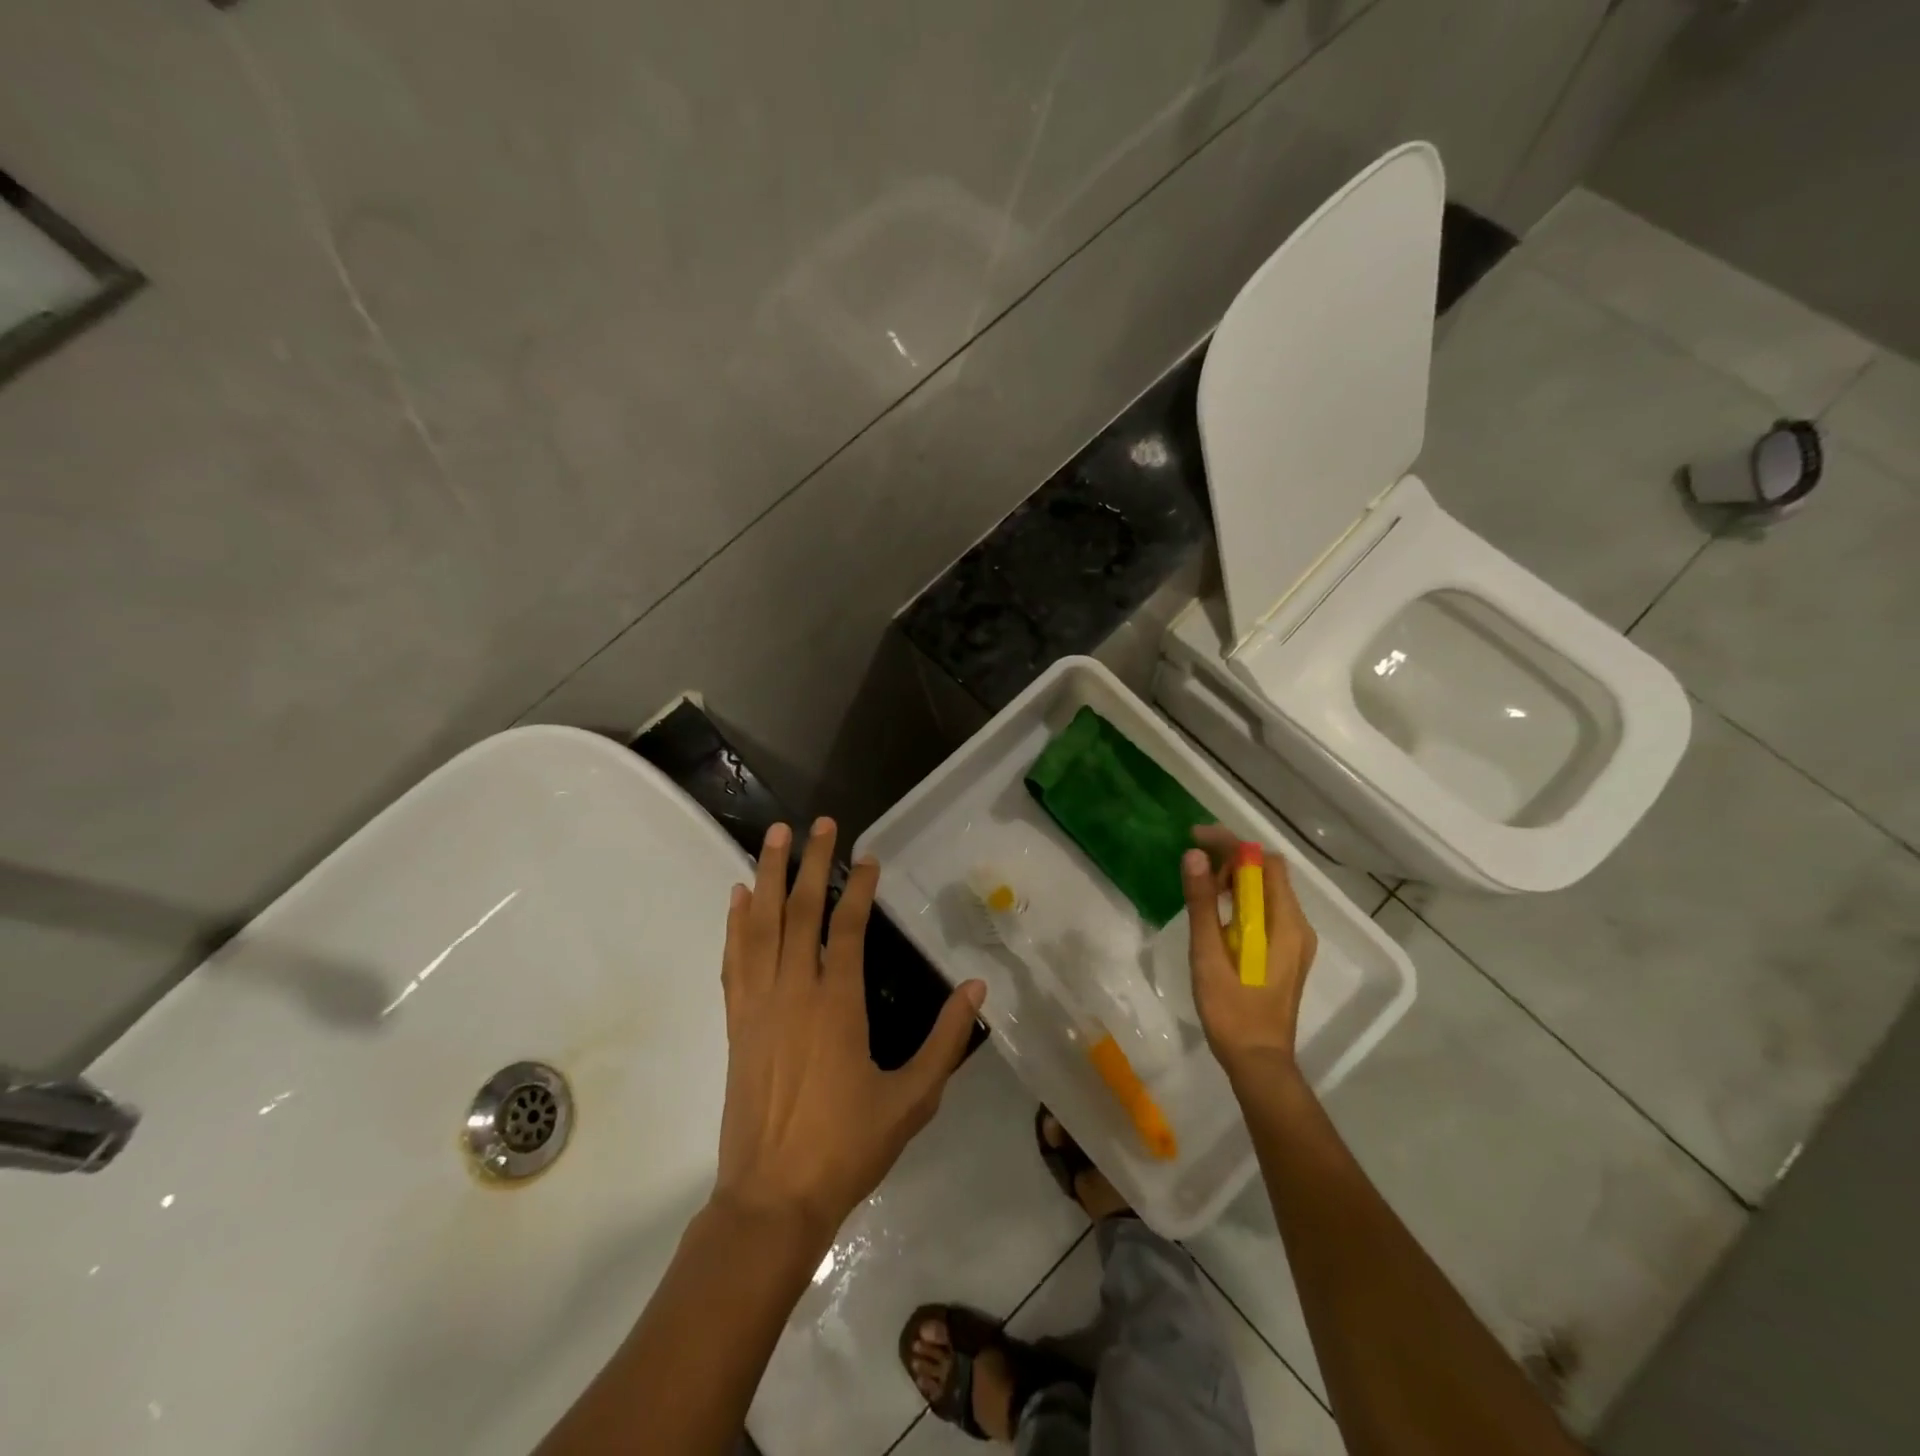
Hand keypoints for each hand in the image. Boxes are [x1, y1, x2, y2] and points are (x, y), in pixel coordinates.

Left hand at [713, 818, 985, 1245]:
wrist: (772, 1198)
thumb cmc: (847, 1147)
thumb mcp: (912, 1098)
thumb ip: (945, 1040)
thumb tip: (976, 988)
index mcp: (838, 1005)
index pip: (848, 928)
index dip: (859, 888)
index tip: (868, 857)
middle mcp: (794, 991)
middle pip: (799, 911)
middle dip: (810, 862)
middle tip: (818, 823)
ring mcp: (759, 1003)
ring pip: (760, 925)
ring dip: (767, 876)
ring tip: (774, 837)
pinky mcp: (736, 1021)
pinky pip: (734, 959)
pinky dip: (735, 923)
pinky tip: (738, 897)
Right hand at [1182, 824, 1318, 1081]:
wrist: (1258, 1062)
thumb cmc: (1232, 1011)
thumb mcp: (1209, 955)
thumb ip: (1203, 904)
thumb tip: (1193, 856)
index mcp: (1285, 924)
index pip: (1265, 863)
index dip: (1231, 844)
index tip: (1195, 838)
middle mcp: (1298, 926)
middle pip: (1270, 872)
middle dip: (1233, 857)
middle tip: (1194, 862)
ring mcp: (1296, 940)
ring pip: (1269, 890)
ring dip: (1238, 877)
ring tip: (1201, 883)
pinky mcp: (1287, 952)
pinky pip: (1269, 909)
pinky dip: (1244, 898)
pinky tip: (1218, 909)